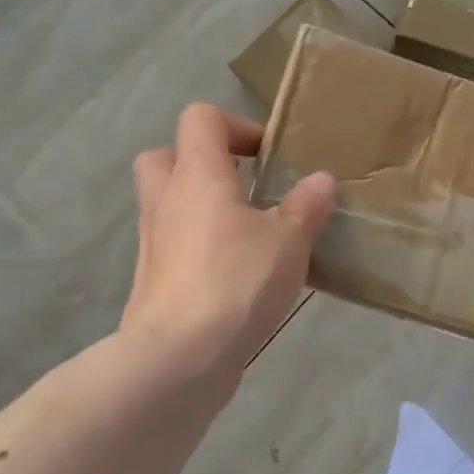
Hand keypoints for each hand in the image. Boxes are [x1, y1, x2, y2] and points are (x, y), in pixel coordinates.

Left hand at [121, 103, 335, 378]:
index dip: (235, 125)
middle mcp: (166, 198)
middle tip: (242, 186)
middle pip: (167, 155)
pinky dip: (198, 246)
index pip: (201, 118)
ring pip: (168, 203)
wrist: (179, 355)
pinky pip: (173, 244)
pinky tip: (235, 272)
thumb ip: (306, 206)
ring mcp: (153, 240)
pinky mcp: (152, 278)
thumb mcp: (289, 240)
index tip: (267, 156)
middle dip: (203, 163)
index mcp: (197, 173)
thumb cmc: (237, 280)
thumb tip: (321, 180)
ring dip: (201, 207)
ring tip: (248, 232)